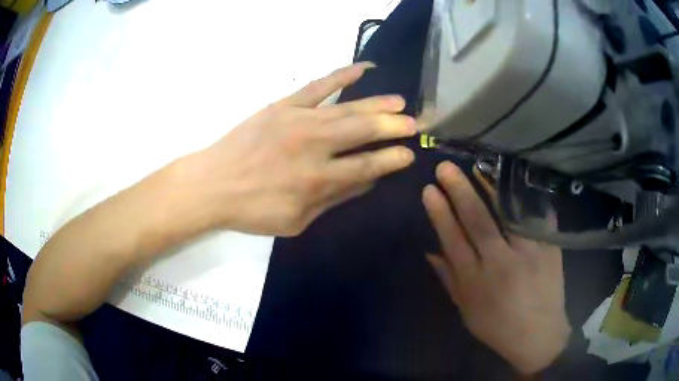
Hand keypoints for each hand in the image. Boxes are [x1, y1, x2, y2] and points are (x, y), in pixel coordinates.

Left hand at [186, 62, 415, 235]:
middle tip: (414, 123)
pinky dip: (342, 75)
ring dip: (377, 103)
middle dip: (393, 126)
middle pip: (363, 131)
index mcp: (318, 180)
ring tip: (399, 101)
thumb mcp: (296, 220)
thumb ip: (334, 199)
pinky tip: (363, 69)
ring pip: (347, 108)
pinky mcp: (284, 105)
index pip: (367, 166)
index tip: (409, 154)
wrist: (213, 184)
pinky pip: (318, 86)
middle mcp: (314, 146)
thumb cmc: (253, 210)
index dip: (391, 159)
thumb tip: (367, 181)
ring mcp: (299, 120)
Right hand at [422, 161, 570, 374]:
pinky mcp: (549, 249)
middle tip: (445, 168)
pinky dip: (524, 198)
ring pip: (507, 213)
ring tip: (478, 167)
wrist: (539, 336)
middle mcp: (501, 263)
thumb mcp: (467, 311)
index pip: (454, 240)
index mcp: (476, 282)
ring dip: (491, 188)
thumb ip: (449, 280)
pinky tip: (513, 181)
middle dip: (460, 191)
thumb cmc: (498, 327)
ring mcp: (529, 253)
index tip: (429, 190)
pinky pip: (535, 217)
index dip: (440, 214)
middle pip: (478, 221)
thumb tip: (431, 252)